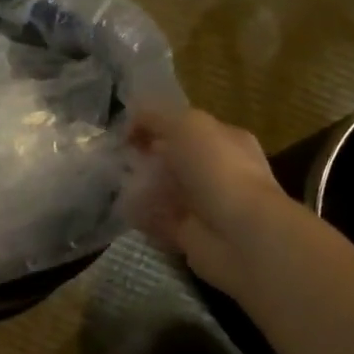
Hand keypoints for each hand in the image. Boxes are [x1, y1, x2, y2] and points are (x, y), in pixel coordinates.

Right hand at [123, 106, 288, 295]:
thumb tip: (131, 120)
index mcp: (224, 140)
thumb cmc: (217, 170)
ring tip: (114, 184)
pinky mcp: (190, 235)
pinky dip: (143, 216)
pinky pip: (160, 221)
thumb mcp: (187, 126)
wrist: (239, 235)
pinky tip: (124, 209)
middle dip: (146, 158)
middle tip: (116, 159)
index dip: (155, 126)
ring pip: (166, 191)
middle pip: (175, 160)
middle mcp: (217, 171)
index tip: (124, 133)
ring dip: (142, 188)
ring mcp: (204, 205)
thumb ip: (157, 118)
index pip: (186, 127)